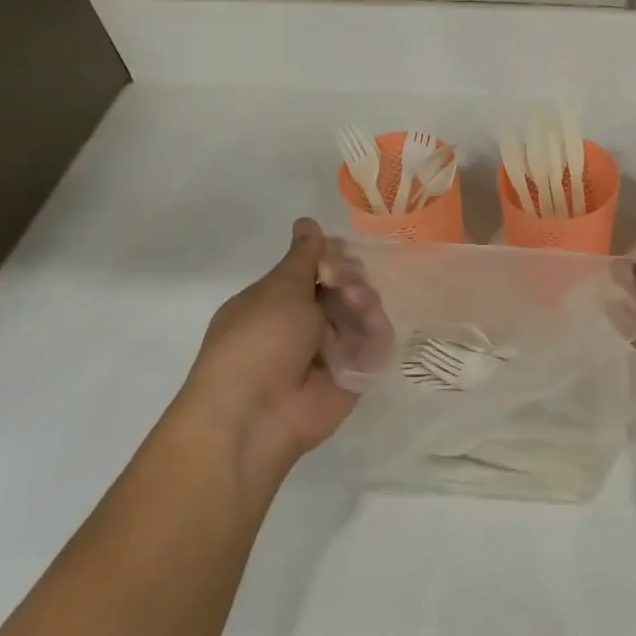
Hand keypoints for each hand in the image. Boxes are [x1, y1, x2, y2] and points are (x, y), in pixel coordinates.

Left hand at [173, 218, 377, 492]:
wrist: (257, 413)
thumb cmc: (258, 341)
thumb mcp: (278, 290)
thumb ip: (303, 257)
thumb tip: (307, 221)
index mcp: (279, 300)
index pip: (317, 269)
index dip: (332, 256)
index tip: (338, 252)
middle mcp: (306, 323)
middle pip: (345, 288)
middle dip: (351, 277)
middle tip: (345, 282)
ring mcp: (331, 350)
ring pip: (364, 313)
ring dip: (365, 301)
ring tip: (358, 303)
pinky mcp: (354, 374)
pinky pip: (375, 345)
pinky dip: (377, 331)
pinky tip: (372, 324)